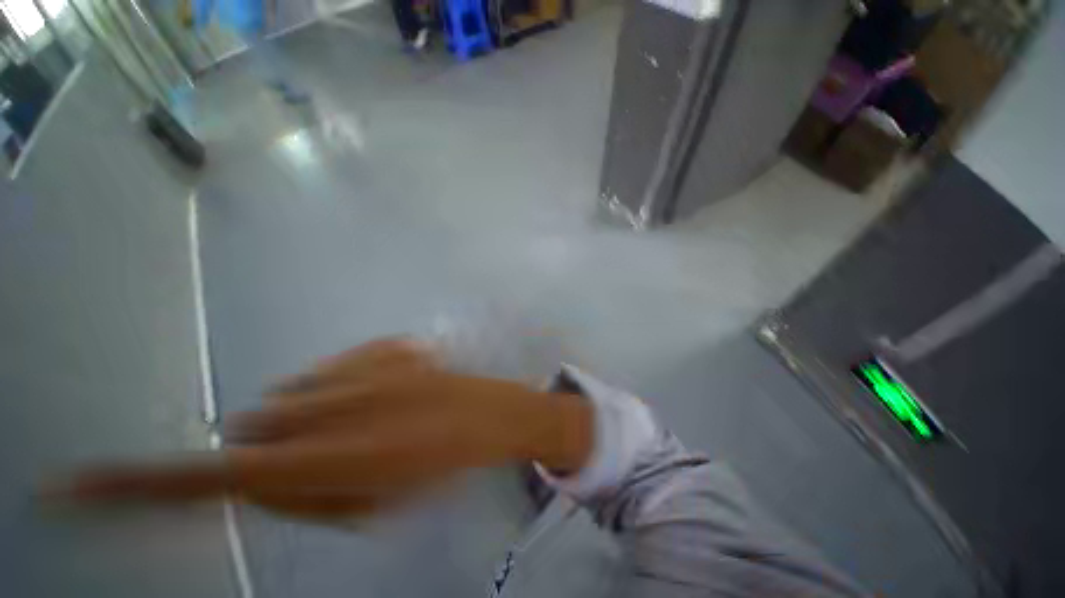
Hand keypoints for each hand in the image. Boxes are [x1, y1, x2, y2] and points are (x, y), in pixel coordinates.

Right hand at [53, 338, 591, 520]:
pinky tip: (393, 391)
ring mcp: (365, 364)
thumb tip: (256, 472)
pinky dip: (349, 385)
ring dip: (314, 414)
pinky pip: (342, 366)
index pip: (211, 475)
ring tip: (372, 422)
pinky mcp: (389, 344)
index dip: (135, 485)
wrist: (490, 414)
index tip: (73, 486)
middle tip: (338, 454)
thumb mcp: (369, 506)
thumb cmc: (441, 467)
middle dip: (279, 446)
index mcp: (328, 456)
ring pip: (296, 392)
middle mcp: (334, 401)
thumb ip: (303, 494)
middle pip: (256, 427)